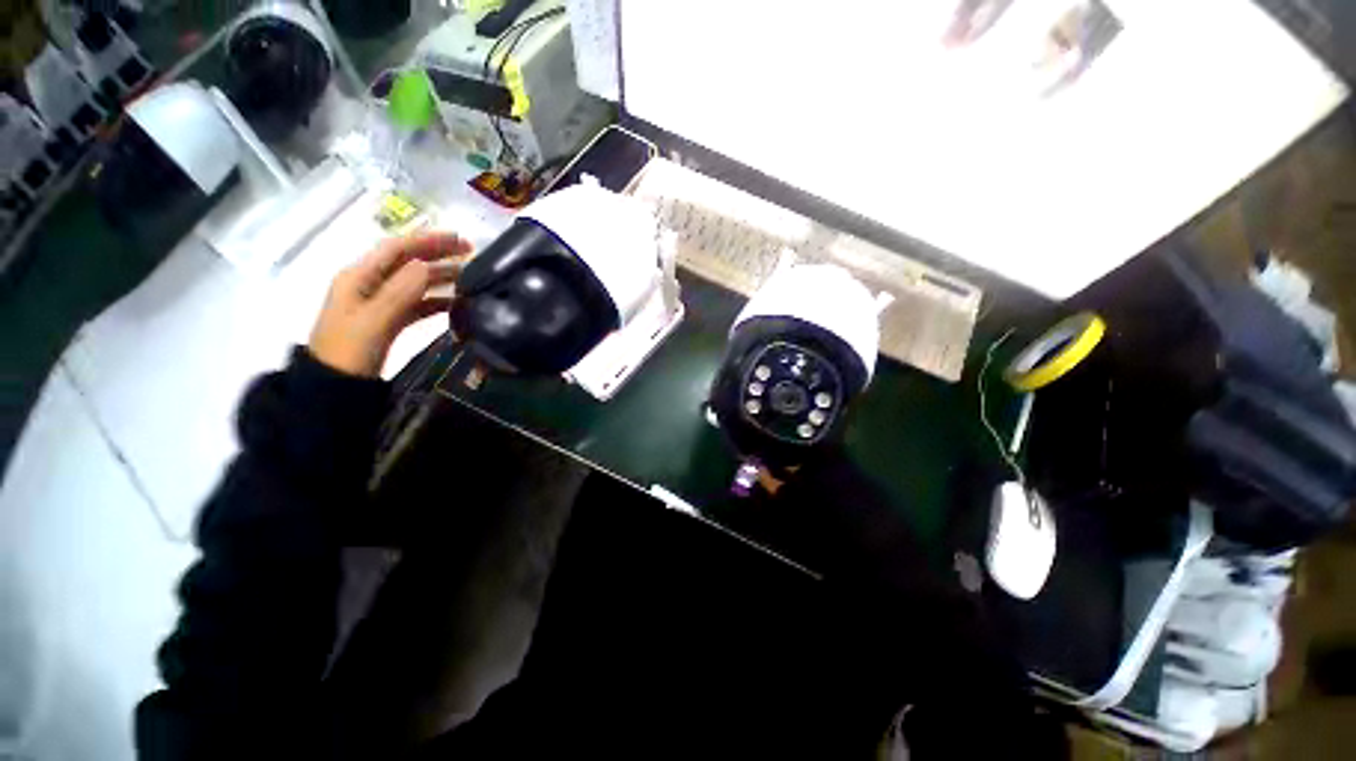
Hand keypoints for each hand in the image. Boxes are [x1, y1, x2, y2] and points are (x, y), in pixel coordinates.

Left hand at [309, 231, 472, 376]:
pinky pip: (416, 304)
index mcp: (359, 277)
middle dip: (438, 255)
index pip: (396, 248)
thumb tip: (426, 264)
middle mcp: (369, 284)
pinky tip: (455, 305)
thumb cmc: (350, 350)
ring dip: (440, 277)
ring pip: (415, 283)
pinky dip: (436, 301)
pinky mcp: (389, 320)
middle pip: (407, 262)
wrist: (334, 385)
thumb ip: (400, 291)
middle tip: (471, 254)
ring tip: (469, 278)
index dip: (428, 240)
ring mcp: (379, 303)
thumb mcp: (374, 319)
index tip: (459, 239)